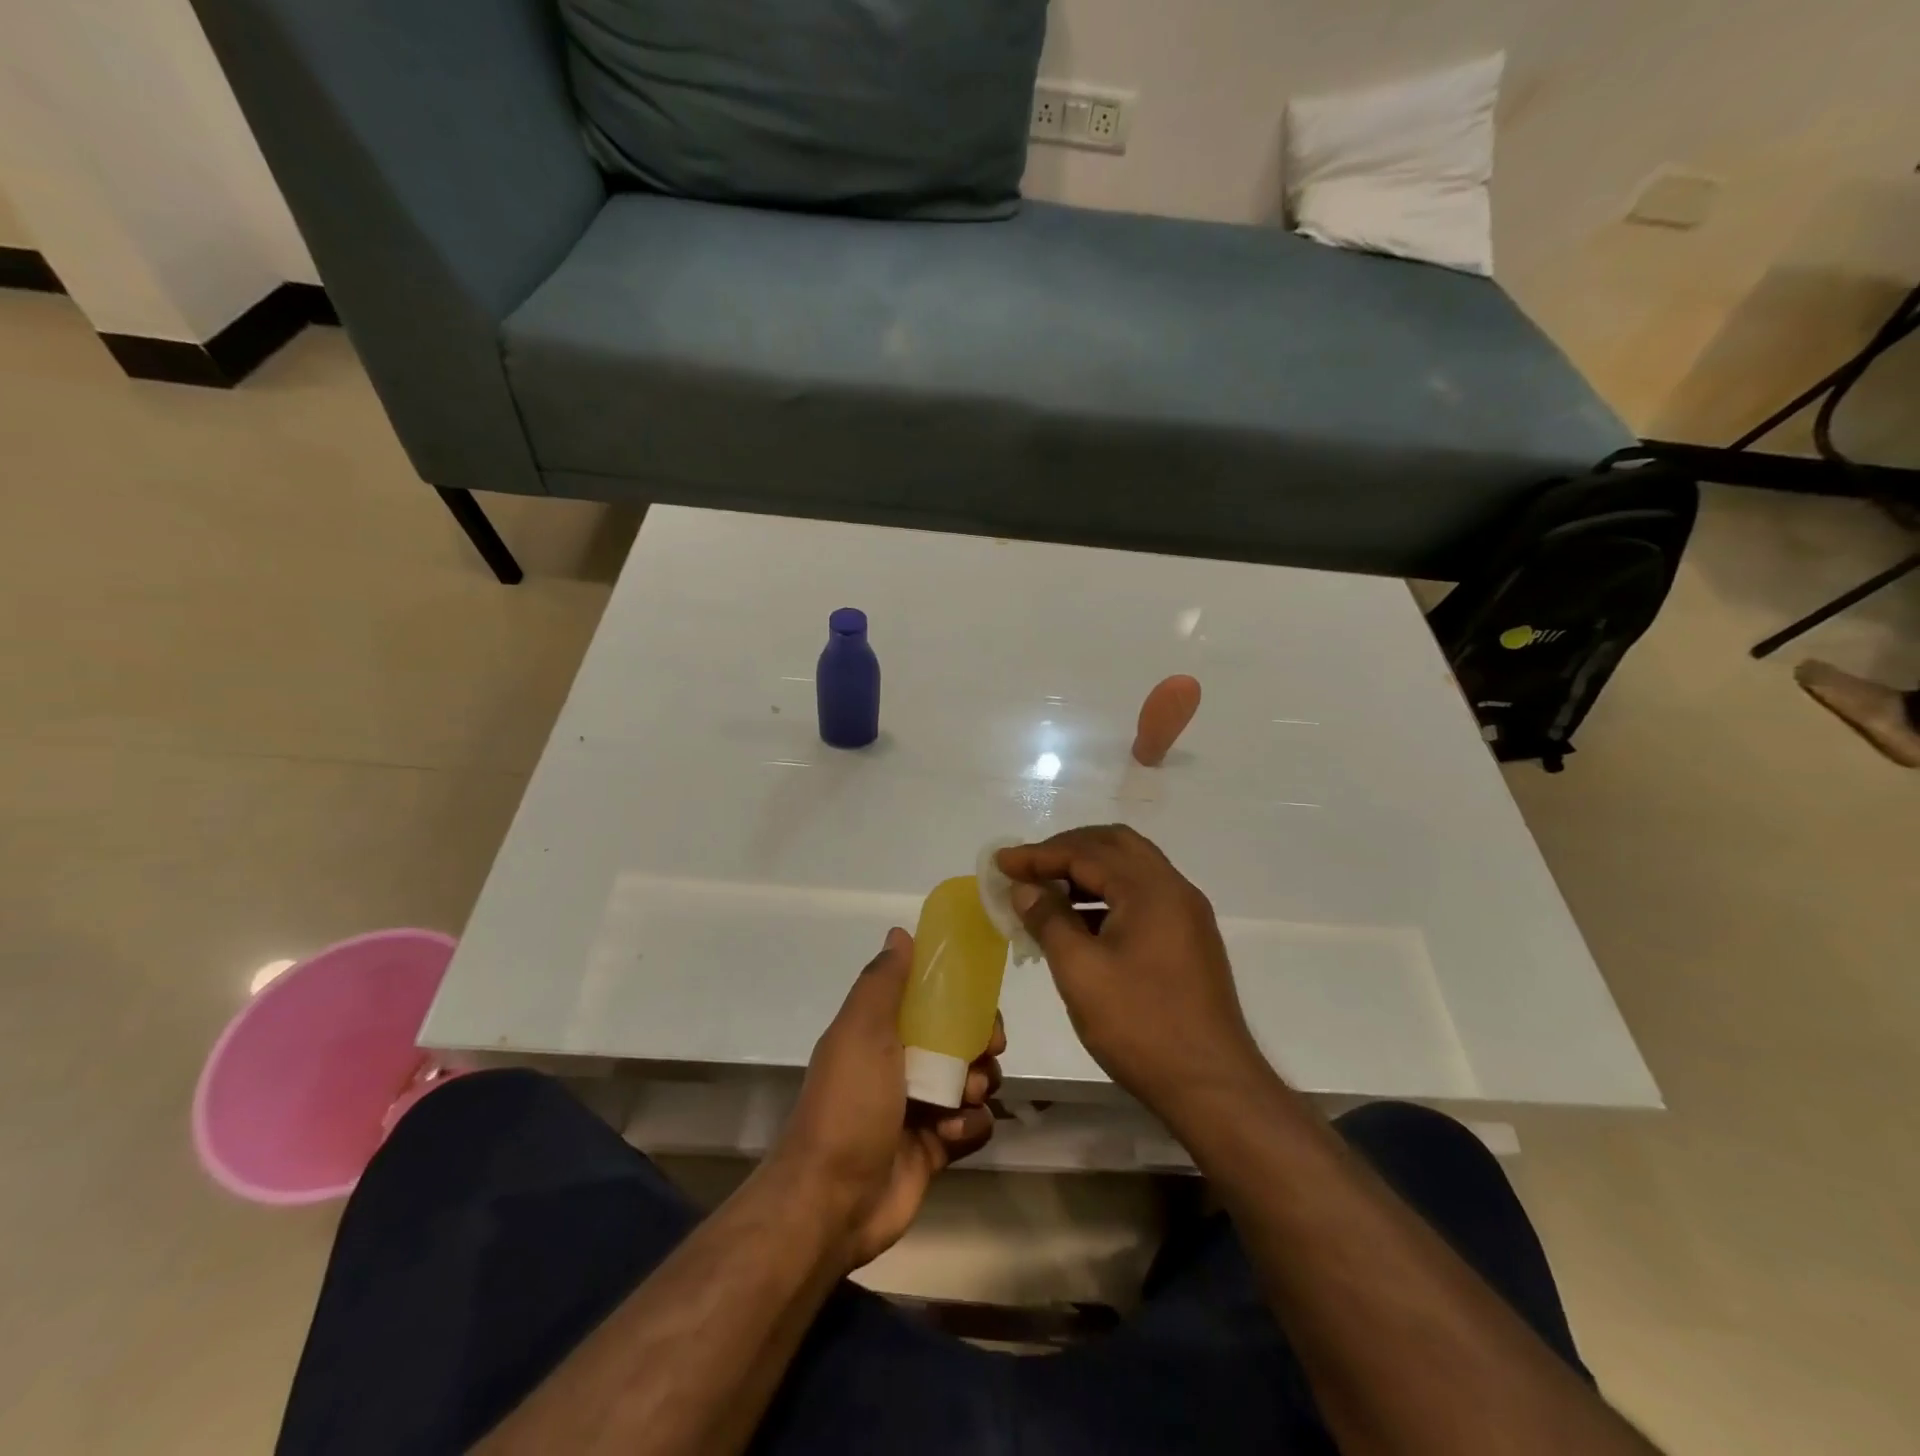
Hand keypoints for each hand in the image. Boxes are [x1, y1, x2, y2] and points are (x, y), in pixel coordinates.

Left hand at [772, 928, 1002, 1271]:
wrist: (833, 1200)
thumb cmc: (850, 1103)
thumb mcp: (861, 1030)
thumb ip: (883, 982)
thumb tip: (900, 931)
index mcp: (882, 1031)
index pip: (933, 1000)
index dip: (962, 996)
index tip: (981, 1002)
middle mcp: (903, 1063)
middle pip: (962, 1039)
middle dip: (982, 1042)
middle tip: (987, 1052)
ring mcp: (920, 1106)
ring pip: (975, 1081)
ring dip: (979, 1085)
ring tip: (963, 1098)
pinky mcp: (936, 1147)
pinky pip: (974, 1125)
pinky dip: (971, 1126)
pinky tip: (950, 1133)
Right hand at [996, 826, 1268, 1121]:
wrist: (1212, 1086)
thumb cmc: (1140, 1025)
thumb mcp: (1080, 972)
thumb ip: (1049, 920)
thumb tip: (1026, 889)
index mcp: (1150, 888)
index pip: (1086, 852)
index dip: (1038, 854)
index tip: (1001, 862)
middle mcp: (1174, 888)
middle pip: (1114, 845)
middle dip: (1067, 850)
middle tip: (1028, 867)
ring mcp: (1186, 913)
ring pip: (1131, 869)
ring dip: (1088, 871)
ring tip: (1047, 893)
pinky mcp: (1189, 938)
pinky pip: (1142, 895)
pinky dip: (1108, 894)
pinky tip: (1080, 922)